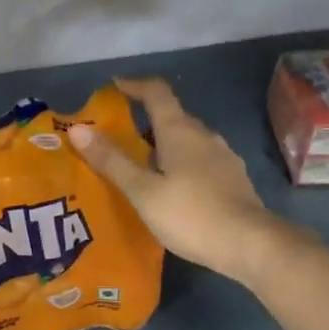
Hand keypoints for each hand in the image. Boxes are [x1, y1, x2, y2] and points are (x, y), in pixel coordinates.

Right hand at [69, 76, 292, 287]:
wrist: (250, 244)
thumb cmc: (190, 214)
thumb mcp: (142, 191)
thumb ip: (112, 160)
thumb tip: (78, 129)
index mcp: (180, 131)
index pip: (157, 92)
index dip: (135, 85)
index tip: (115, 87)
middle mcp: (204, 135)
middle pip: (173, 115)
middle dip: (146, 119)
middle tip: (120, 136)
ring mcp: (223, 156)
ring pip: (188, 139)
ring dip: (165, 143)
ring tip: (142, 163)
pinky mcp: (233, 179)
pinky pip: (201, 159)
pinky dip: (182, 162)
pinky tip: (172, 187)